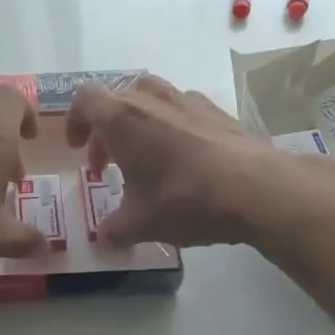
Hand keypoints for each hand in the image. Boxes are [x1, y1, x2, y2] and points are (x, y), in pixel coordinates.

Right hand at [65, 74, 334, 247]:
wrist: (259, 189)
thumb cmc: (186, 200)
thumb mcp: (141, 224)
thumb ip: (115, 229)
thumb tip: (104, 237)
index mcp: (123, 119)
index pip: (85, 98)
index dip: (76, 121)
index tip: (79, 149)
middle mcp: (152, 100)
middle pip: (117, 98)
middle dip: (106, 129)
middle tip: (108, 163)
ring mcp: (188, 100)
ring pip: (152, 98)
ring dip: (140, 123)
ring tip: (147, 158)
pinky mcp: (218, 110)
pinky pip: (183, 109)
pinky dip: (172, 126)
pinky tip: (186, 160)